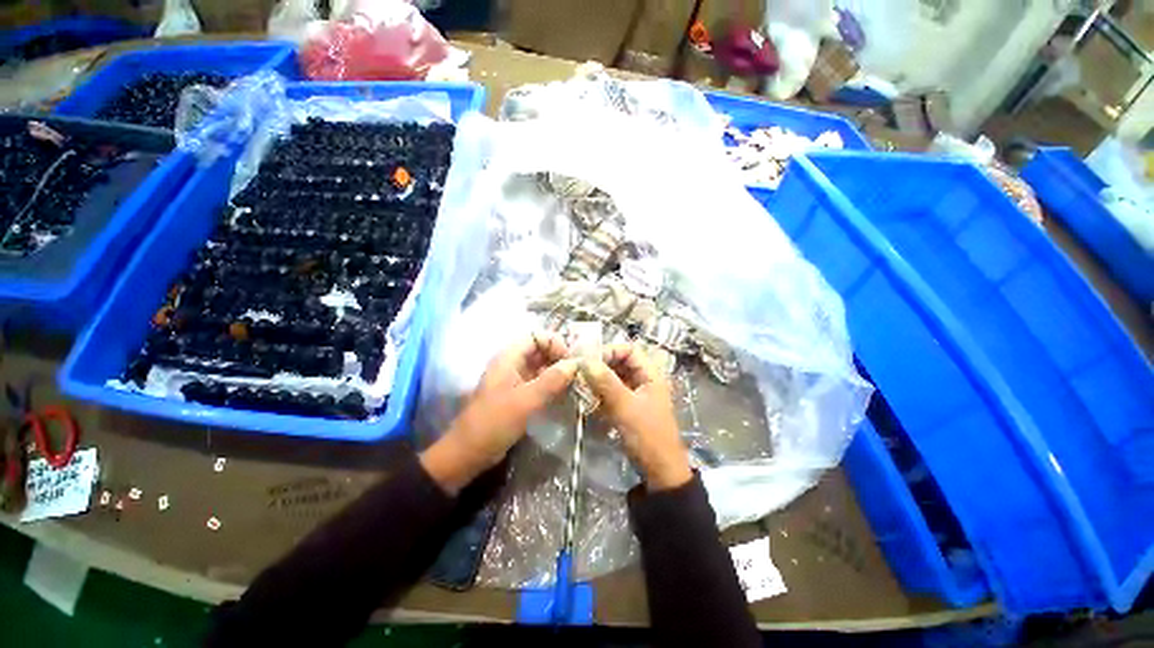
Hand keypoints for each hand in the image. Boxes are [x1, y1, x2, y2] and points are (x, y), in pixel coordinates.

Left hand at [421, 333, 578, 494]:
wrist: (469, 452)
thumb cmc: (495, 422)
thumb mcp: (526, 400)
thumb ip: (552, 380)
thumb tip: (575, 363)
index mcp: (508, 357)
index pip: (536, 336)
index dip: (554, 343)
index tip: (569, 360)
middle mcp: (511, 363)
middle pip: (539, 349)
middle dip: (558, 357)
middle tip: (576, 373)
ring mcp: (514, 379)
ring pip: (540, 366)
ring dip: (557, 371)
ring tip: (574, 383)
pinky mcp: (517, 394)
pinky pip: (538, 381)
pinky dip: (551, 384)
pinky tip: (563, 394)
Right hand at [584, 344, 691, 490]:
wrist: (660, 472)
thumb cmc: (647, 435)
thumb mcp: (625, 407)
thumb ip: (605, 383)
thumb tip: (585, 361)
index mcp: (651, 375)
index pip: (629, 350)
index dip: (610, 351)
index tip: (590, 361)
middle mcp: (645, 380)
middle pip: (621, 363)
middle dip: (602, 366)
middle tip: (581, 373)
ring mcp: (637, 395)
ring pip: (616, 378)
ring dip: (599, 380)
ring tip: (581, 385)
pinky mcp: (630, 408)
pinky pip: (613, 393)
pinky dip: (601, 393)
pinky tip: (588, 399)